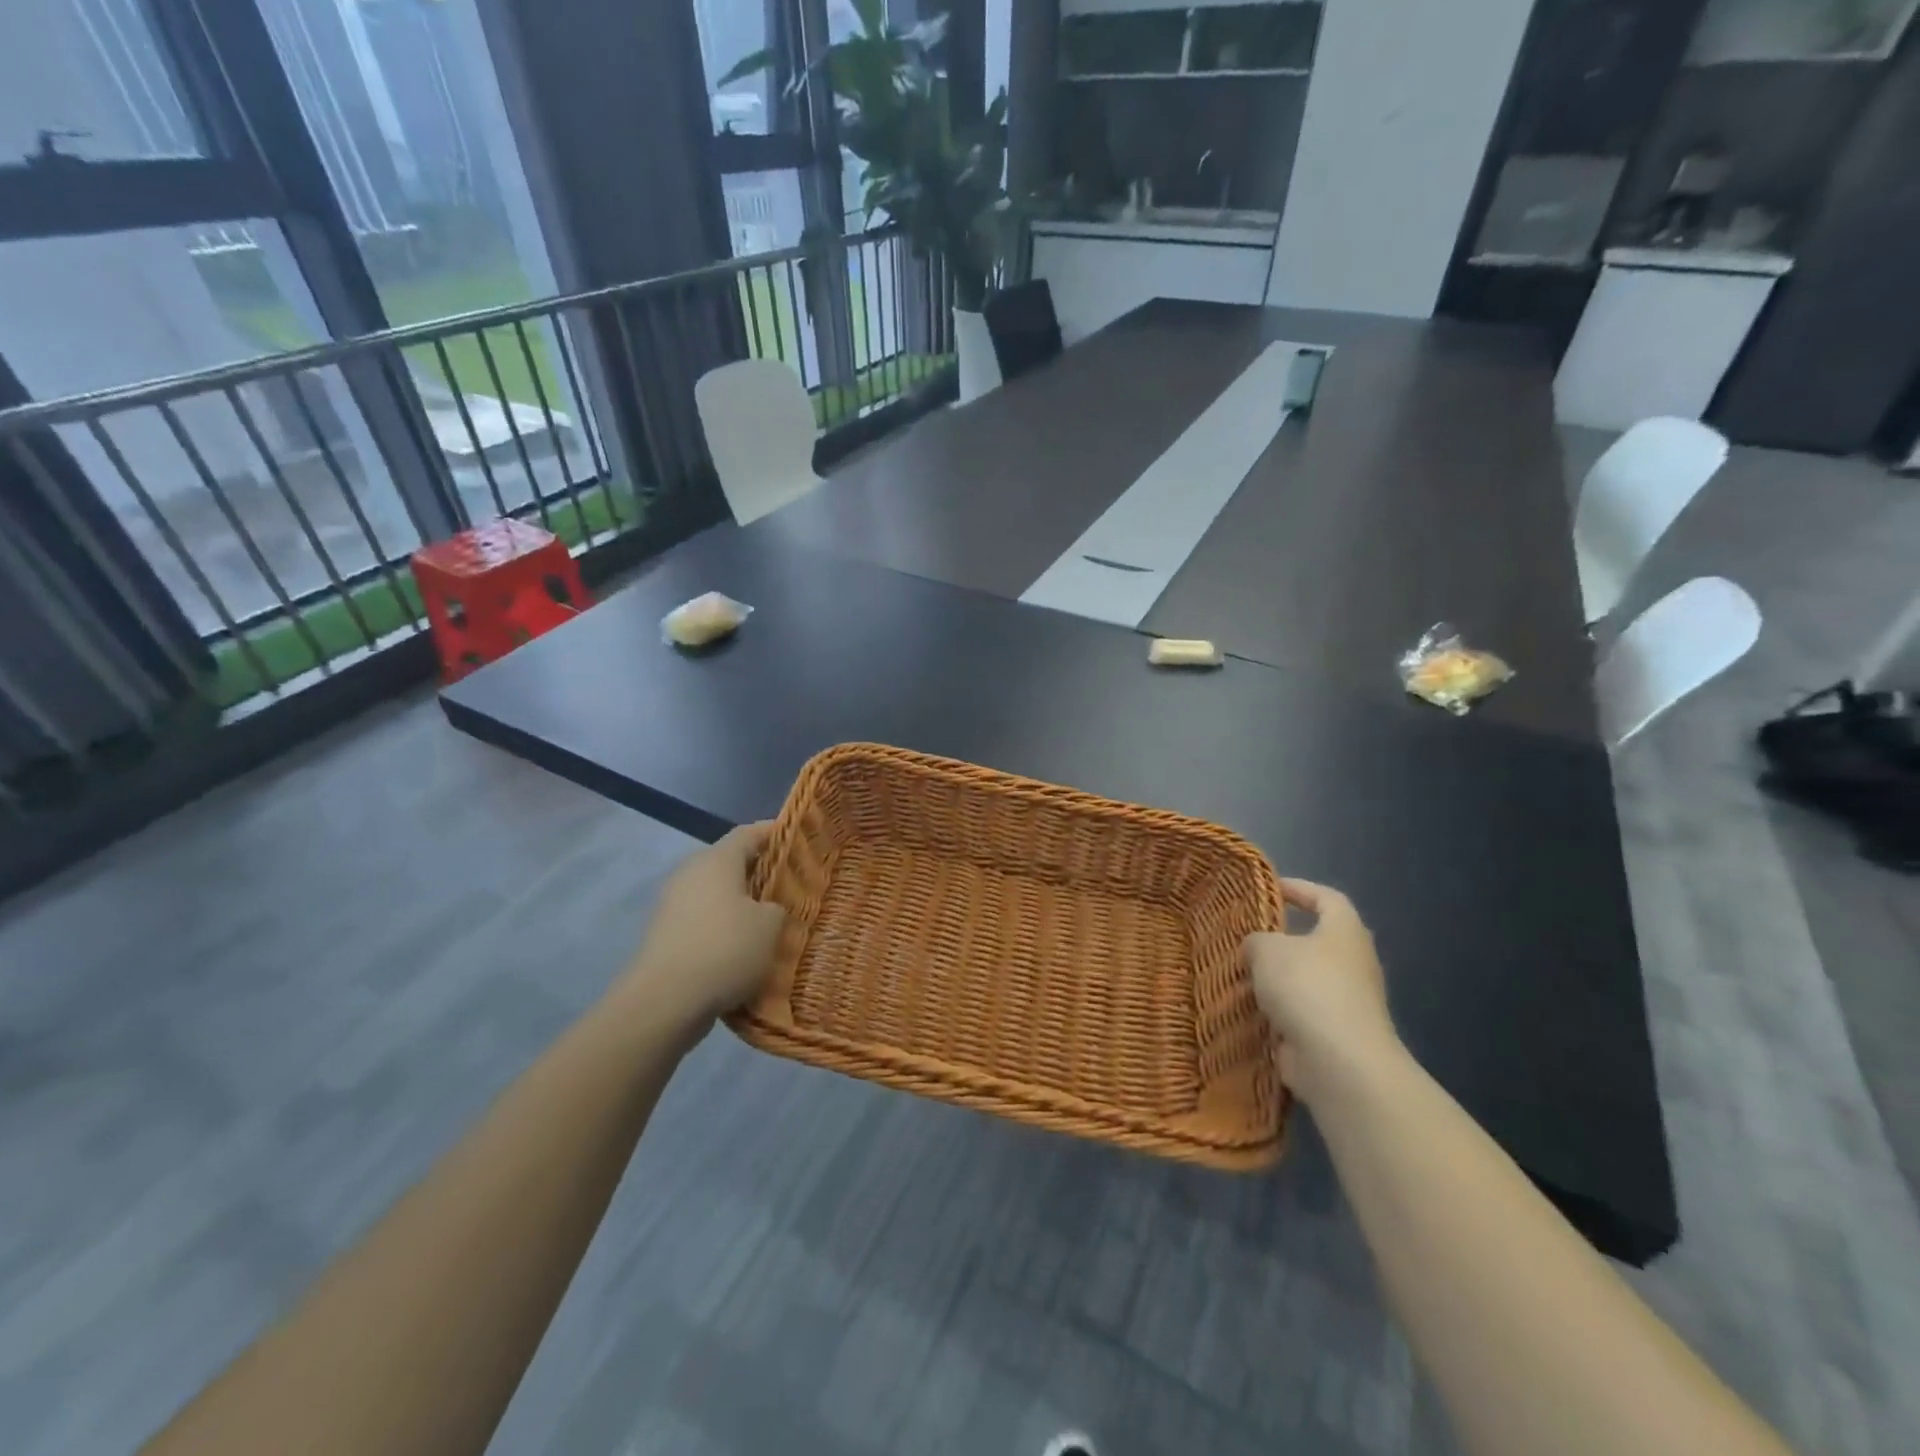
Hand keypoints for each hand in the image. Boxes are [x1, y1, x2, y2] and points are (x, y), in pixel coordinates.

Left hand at [609, 822, 785, 1033]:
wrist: (664, 1001)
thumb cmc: (725, 949)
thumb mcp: (770, 925)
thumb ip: (777, 906)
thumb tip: (766, 909)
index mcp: (717, 860)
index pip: (749, 833)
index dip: (774, 833)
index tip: (798, 839)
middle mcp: (691, 873)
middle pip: (731, 862)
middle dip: (760, 872)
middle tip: (790, 886)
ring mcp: (673, 904)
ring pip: (717, 894)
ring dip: (741, 904)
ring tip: (771, 922)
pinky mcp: (666, 934)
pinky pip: (704, 921)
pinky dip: (724, 928)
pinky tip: (744, 950)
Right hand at [1244, 878, 1399, 1102]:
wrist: (1339, 1061)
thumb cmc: (1307, 987)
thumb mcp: (1267, 949)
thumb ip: (1257, 940)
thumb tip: (1258, 948)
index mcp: (1344, 932)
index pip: (1327, 897)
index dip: (1299, 888)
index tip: (1270, 889)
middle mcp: (1353, 963)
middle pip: (1316, 941)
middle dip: (1282, 940)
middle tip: (1247, 937)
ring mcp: (1348, 1002)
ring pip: (1306, 980)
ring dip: (1276, 980)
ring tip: (1240, 976)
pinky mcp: (1336, 1034)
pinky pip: (1301, 1013)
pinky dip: (1278, 1012)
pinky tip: (1249, 1011)